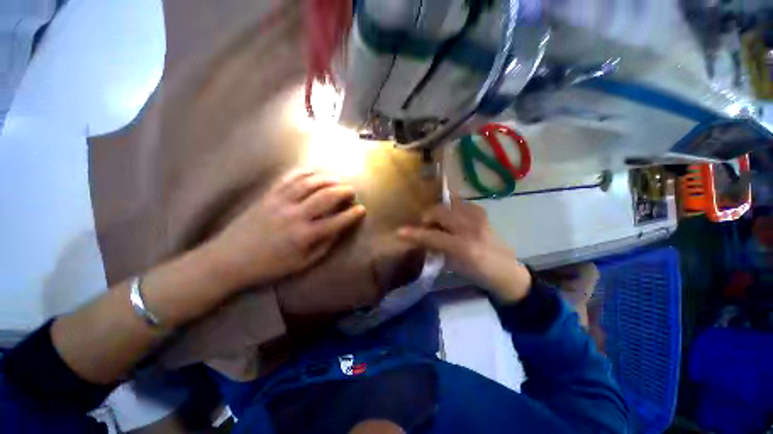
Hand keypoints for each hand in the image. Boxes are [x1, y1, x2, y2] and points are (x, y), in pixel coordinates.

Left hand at [204, 169, 365, 289]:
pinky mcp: (268, 195)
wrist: (228, 260)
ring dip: (328, 179)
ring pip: (310, 183)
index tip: (362, 209)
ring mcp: (280, 202)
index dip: (352, 214)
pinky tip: (315, 172)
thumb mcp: (302, 263)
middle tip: (352, 191)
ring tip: (337, 181)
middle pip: (326, 196)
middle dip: (344, 191)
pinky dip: (305, 172)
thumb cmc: (269, 266)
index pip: (337, 221)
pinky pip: (290, 178)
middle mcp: (295, 215)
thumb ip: (324, 245)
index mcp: (305, 235)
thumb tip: (338, 229)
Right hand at [398, 200, 530, 302]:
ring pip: (449, 203)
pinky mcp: (483, 213)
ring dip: (439, 211)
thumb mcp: (453, 266)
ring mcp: (479, 217)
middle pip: (439, 212)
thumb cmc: (477, 274)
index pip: (432, 236)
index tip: (399, 232)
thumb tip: (420, 238)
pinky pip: (461, 203)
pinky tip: (452, 218)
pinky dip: (451, 208)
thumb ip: (436, 249)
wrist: (507, 271)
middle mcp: (471, 228)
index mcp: (464, 248)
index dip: (414, 234)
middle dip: (427, 217)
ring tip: (439, 222)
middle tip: (425, 226)